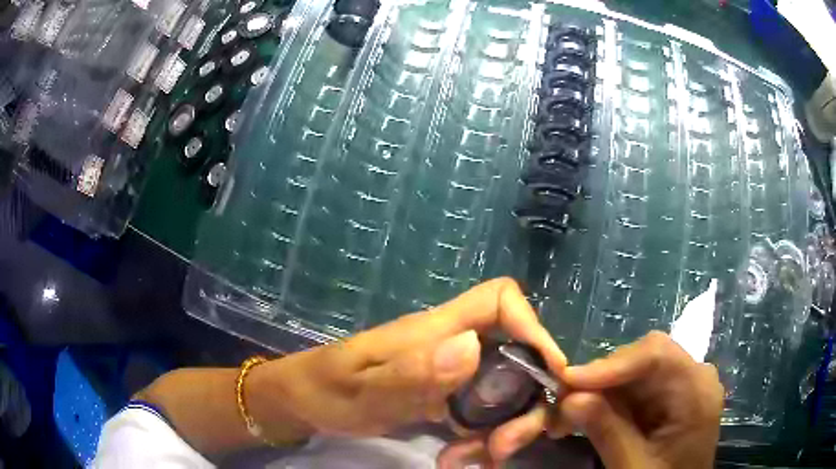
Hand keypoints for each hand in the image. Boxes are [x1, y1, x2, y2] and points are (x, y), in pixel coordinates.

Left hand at [246, 278, 566, 445]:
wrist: (305, 402)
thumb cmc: (324, 388)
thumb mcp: (358, 387)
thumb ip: (409, 372)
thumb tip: (471, 346)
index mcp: (435, 331)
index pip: (499, 300)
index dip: (532, 326)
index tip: (547, 373)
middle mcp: (453, 347)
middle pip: (519, 357)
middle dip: (527, 402)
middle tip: (504, 447)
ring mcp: (452, 376)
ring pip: (508, 392)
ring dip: (506, 429)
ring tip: (474, 460)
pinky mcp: (447, 400)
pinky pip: (486, 415)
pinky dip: (486, 440)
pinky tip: (463, 459)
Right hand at [558, 331, 723, 468]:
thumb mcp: (633, 466)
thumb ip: (608, 433)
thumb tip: (569, 399)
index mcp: (698, 391)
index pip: (658, 356)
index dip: (612, 364)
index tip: (569, 380)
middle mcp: (692, 377)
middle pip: (643, 359)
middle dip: (599, 379)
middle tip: (560, 404)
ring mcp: (679, 384)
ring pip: (632, 371)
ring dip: (596, 391)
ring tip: (563, 417)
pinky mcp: (665, 395)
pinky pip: (632, 387)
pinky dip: (604, 400)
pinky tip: (583, 416)